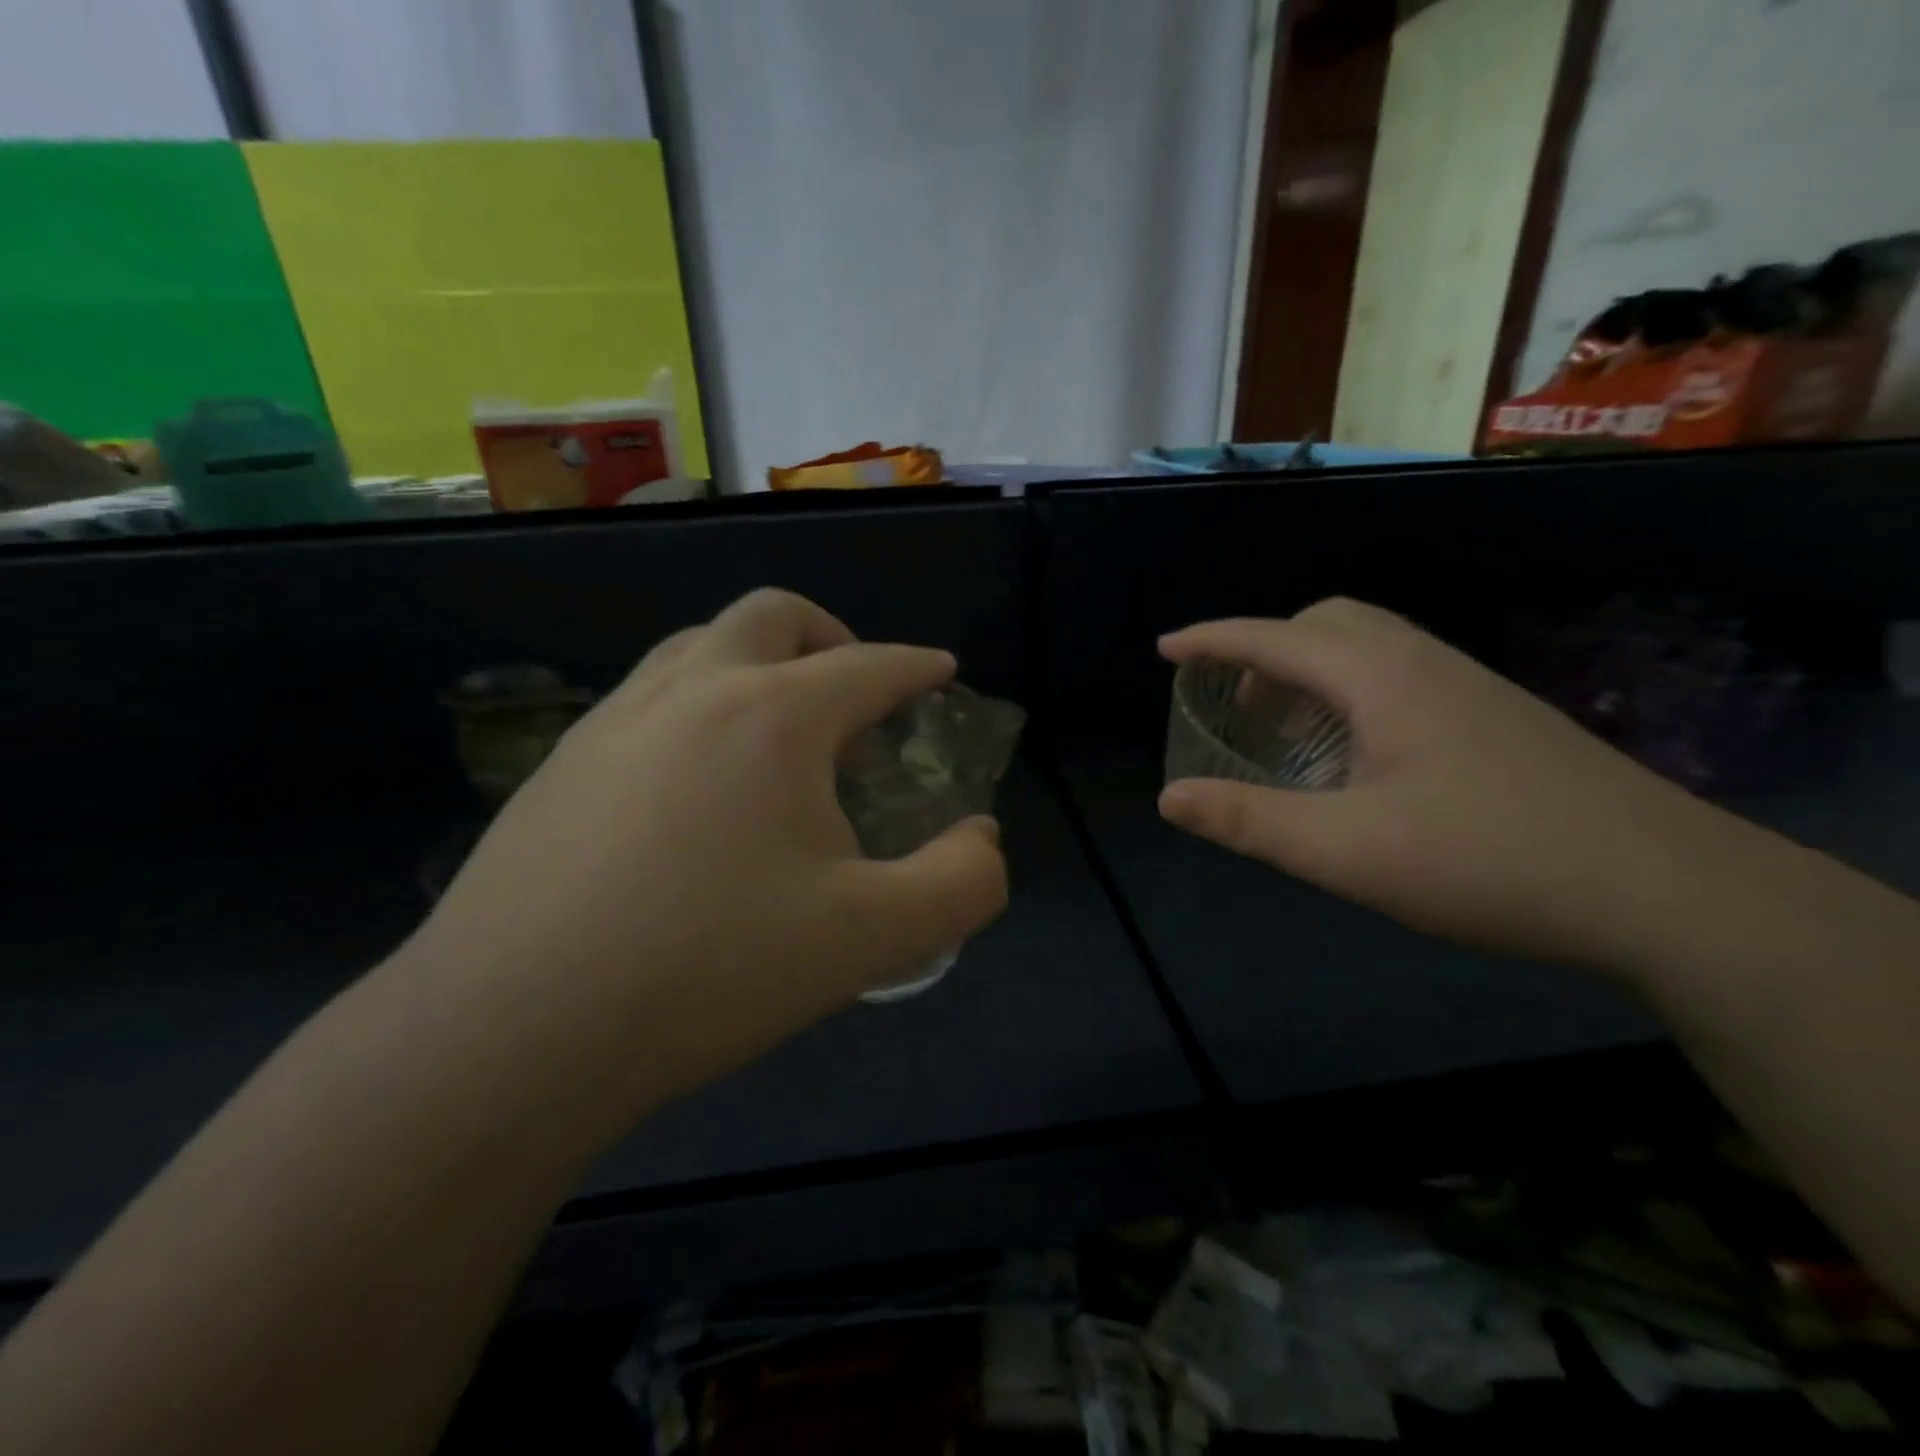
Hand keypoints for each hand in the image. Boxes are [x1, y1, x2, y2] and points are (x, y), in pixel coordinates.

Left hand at [399, 589, 1008, 1141]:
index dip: (916, 667)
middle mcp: (693, 690)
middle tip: (856, 693)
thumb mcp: (873, 939)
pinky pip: (649, 698)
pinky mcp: (561, 763)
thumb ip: (961, 882)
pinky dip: (697, 706)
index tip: (941, 673)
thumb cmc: (712, 971)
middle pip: (775, 616)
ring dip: (757, 663)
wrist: (512, 1032)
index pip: (870, 666)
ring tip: (781, 732)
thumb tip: (982, 836)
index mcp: (774, 716)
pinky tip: (696, 784)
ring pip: (700, 645)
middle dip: (833, 637)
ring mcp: (615, 719)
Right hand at [1157, 598, 1734, 973]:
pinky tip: (1355, 752)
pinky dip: (1349, 690)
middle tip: (1234, 703)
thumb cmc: (1485, 861)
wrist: (1664, 888)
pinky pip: (1397, 673)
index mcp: (1378, 678)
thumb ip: (1249, 821)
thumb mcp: (1345, 850)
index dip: (1211, 640)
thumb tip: (1169, 798)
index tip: (1166, 648)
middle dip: (1264, 649)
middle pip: (1323, 623)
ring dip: (1309, 670)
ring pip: (1367, 645)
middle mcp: (1421, 662)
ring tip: (1285, 729)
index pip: (1273, 639)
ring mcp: (1466, 685)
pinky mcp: (1494, 715)